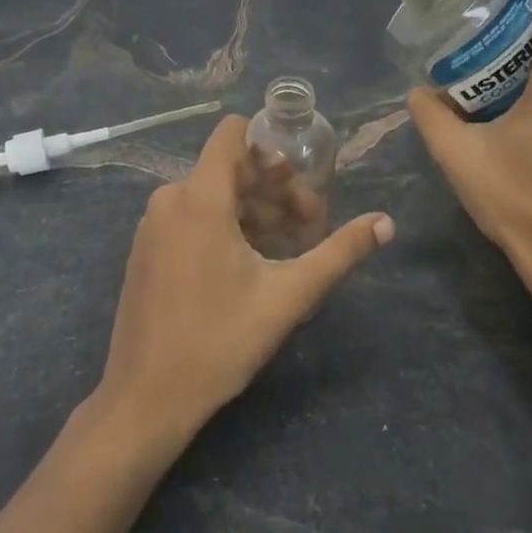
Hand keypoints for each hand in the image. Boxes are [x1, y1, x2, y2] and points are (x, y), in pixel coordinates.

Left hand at [95, 116, 393, 445]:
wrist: (145, 399)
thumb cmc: (219, 341)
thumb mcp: (288, 296)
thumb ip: (340, 253)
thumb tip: (386, 223)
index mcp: (199, 197)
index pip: (232, 133)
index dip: (270, 146)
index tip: (301, 179)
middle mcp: (170, 199)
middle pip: (230, 167)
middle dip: (274, 189)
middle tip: (309, 226)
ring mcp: (153, 225)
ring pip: (212, 195)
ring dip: (254, 211)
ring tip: (288, 248)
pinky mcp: (147, 250)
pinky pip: (191, 217)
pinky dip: (225, 226)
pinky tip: (251, 264)